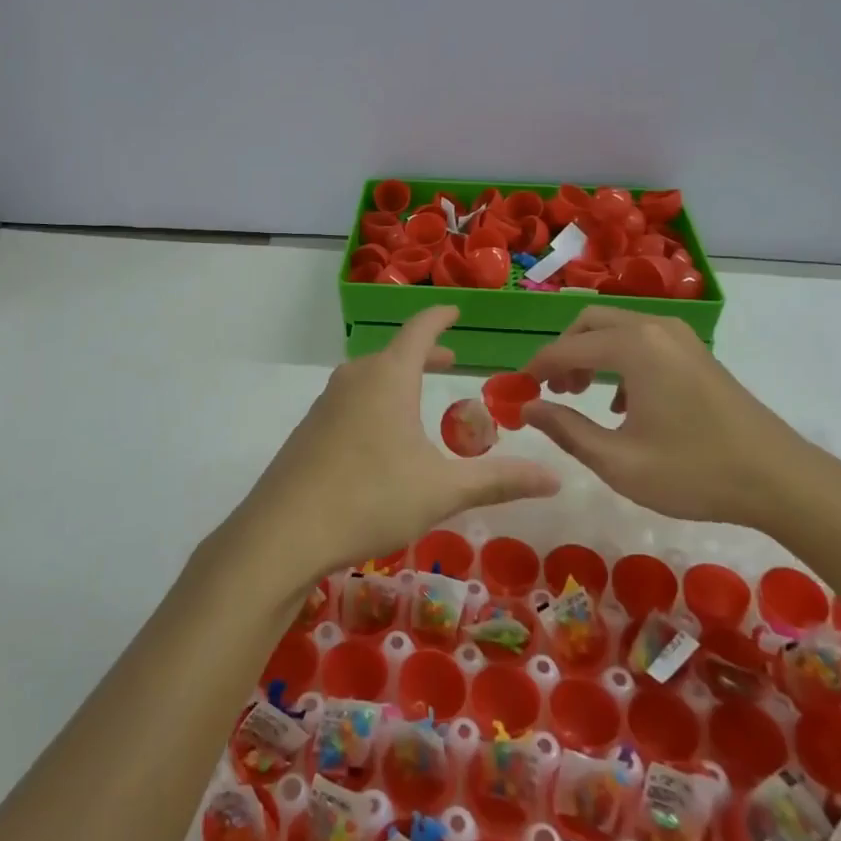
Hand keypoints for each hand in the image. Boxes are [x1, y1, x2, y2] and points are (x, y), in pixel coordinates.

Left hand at [232, 307, 559, 592]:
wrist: (283, 531)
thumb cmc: (370, 498)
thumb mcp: (442, 491)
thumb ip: (499, 481)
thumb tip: (556, 477)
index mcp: (388, 377)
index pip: (419, 330)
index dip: (440, 317)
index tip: (455, 310)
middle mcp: (355, 378)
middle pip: (394, 353)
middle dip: (425, 354)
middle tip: (450, 360)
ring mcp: (326, 402)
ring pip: (370, 377)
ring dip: (398, 379)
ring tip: (417, 399)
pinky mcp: (309, 429)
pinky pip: (350, 401)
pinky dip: (375, 402)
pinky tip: (379, 438)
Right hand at [520, 306, 821, 530]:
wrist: (783, 481)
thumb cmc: (695, 472)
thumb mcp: (619, 461)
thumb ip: (566, 430)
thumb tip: (527, 408)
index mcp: (633, 346)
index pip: (566, 347)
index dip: (536, 369)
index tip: (517, 392)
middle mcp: (654, 328)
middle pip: (589, 322)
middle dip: (562, 352)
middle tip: (551, 391)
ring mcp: (680, 337)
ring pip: (616, 328)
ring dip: (589, 354)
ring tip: (580, 395)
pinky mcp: (695, 352)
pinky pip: (641, 340)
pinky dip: (618, 359)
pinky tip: (622, 404)